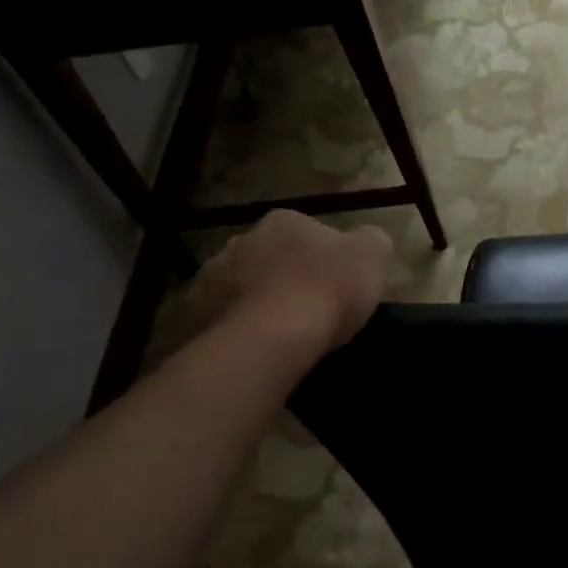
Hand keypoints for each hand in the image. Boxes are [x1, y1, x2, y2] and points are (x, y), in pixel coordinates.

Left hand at [179, 211, 392, 352]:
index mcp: (284, 221)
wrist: (275, 336)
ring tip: (279, 332)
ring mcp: (211, 276)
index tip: (337, 282)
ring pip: (240, 285)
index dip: (323, 256)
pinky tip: (254, 346)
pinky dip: (234, 327)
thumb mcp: (373, 256)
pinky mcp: (194, 313)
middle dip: (283, 274)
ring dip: (255, 299)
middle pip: (268, 255)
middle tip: (307, 306)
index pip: (306, 230)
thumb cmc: (329, 288)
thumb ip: (371, 241)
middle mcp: (242, 239)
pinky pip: (219, 317)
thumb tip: (367, 241)